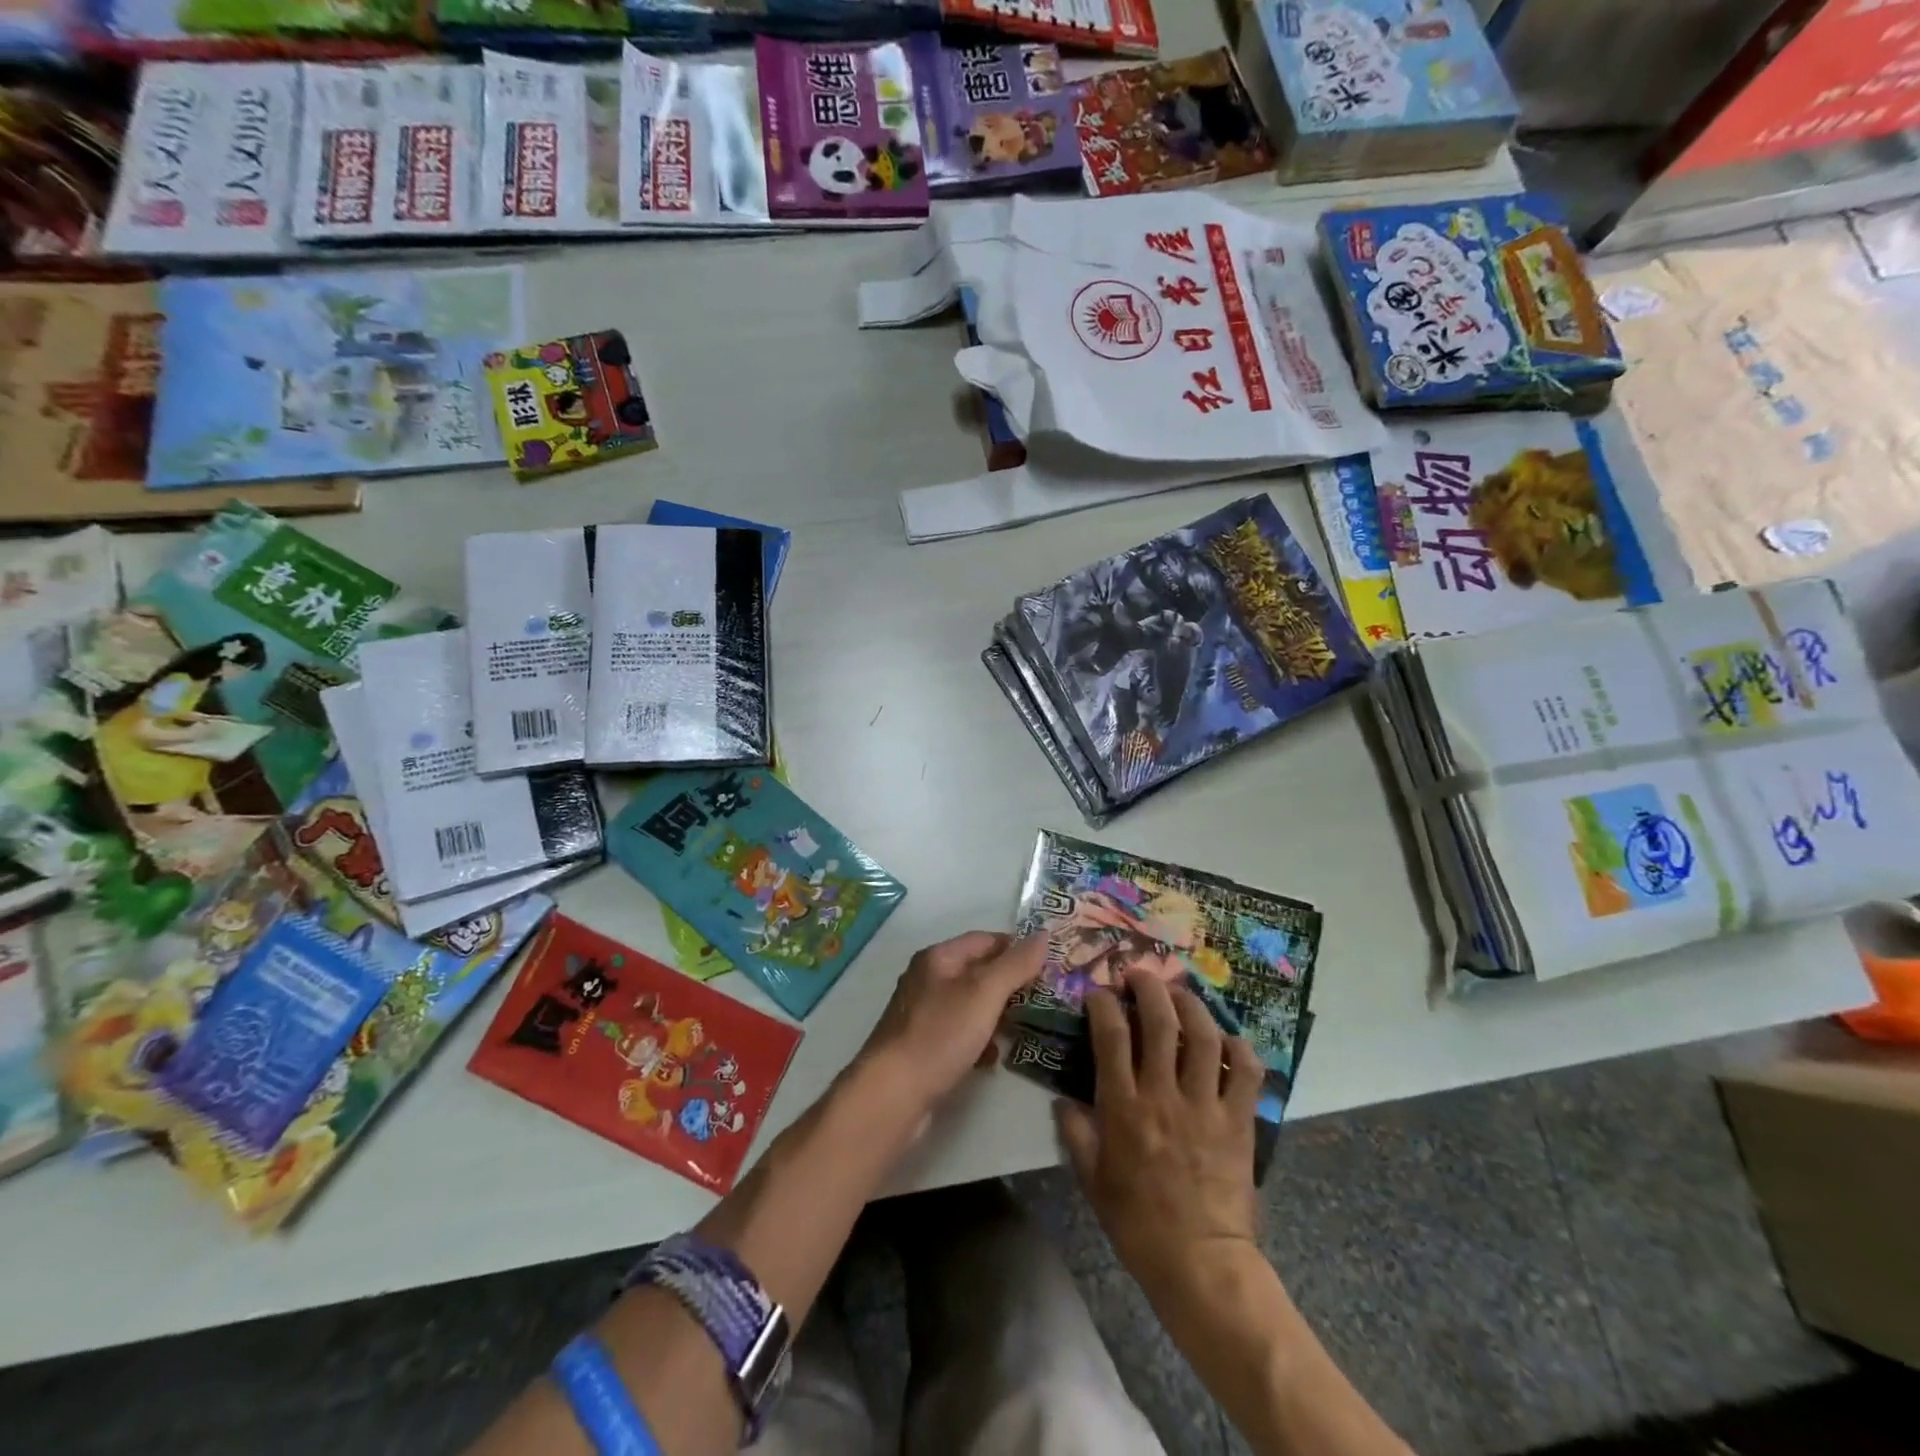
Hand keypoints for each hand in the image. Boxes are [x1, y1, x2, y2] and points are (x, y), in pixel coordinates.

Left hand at [856, 931, 1044, 1114]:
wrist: (893, 1094)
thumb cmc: (940, 1034)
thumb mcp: (984, 993)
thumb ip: (1015, 964)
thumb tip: (1044, 934)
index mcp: (937, 958)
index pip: (984, 940)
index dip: (1016, 948)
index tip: (1048, 964)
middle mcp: (927, 980)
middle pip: (977, 972)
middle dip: (1009, 984)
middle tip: (1043, 998)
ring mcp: (923, 1014)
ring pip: (970, 1005)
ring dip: (997, 1014)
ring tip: (1025, 1027)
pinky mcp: (923, 1046)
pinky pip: (960, 1034)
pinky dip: (980, 1040)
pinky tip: (994, 1058)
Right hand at [1056, 970, 1263, 1295]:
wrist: (1200, 1263)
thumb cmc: (1138, 1223)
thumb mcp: (1092, 1181)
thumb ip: (1076, 1134)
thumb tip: (1063, 1101)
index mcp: (1124, 1107)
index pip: (1111, 1036)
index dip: (1104, 1004)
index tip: (1099, 992)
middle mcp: (1164, 1094)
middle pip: (1160, 1021)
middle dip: (1149, 987)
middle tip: (1140, 974)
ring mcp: (1205, 1105)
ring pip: (1203, 1036)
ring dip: (1191, 1005)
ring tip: (1180, 993)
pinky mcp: (1239, 1121)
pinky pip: (1246, 1072)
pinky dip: (1239, 1049)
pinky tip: (1228, 1040)